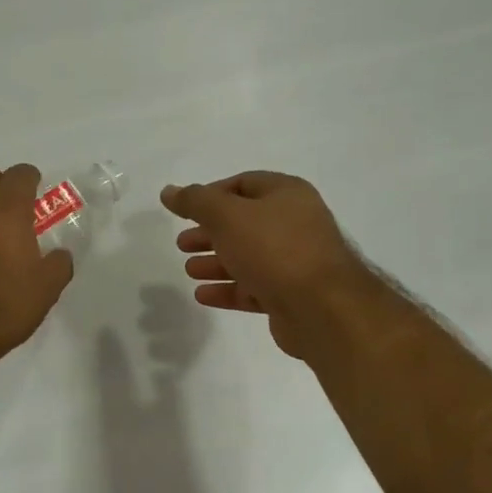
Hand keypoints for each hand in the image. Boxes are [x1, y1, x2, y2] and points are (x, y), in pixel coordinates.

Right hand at [161, 171, 389, 359]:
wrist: (322, 308)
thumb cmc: (273, 249)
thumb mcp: (227, 216)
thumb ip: (195, 201)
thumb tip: (168, 191)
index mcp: (287, 194)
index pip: (243, 184)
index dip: (211, 194)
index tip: (185, 210)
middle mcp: (296, 223)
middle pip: (244, 222)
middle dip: (210, 232)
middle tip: (182, 243)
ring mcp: (296, 261)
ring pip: (248, 256)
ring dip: (216, 261)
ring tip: (189, 269)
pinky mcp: (292, 295)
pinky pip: (254, 287)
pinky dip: (229, 289)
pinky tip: (203, 295)